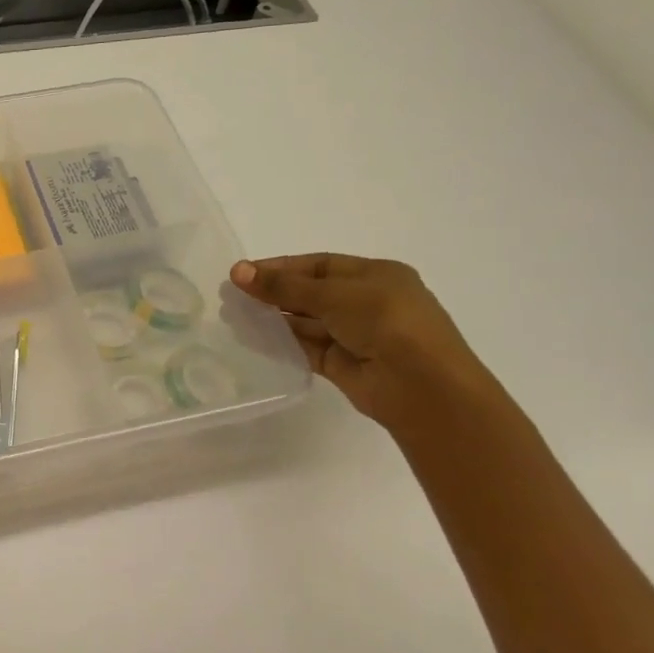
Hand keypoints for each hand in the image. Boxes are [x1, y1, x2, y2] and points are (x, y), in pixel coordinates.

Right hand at [229, 254, 505, 435]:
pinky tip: (251, 338)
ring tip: (233, 316)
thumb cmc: (387, 323)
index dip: (280, 267)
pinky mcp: (342, 365)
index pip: (319, 265)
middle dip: (272, 292)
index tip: (243, 272)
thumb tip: (237, 271)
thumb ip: (284, 286)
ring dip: (272, 318)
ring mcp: (355, 336)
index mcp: (376, 276)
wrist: (423, 387)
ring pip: (305, 322)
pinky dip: (280, 343)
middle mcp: (366, 303)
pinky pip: (305, 348)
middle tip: (231, 295)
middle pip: (310, 293)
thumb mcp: (334, 295)